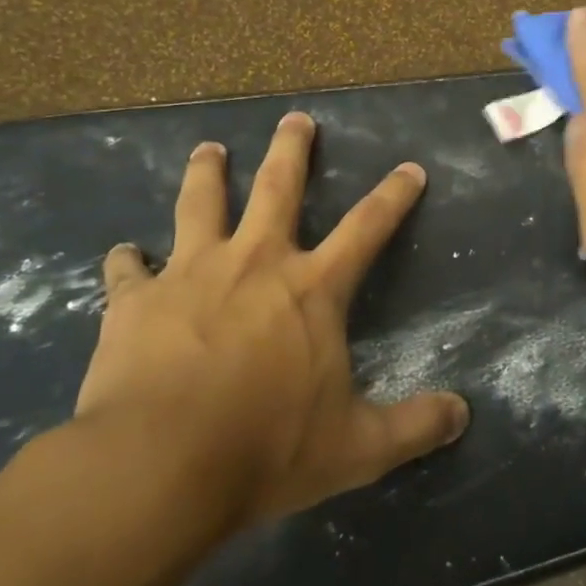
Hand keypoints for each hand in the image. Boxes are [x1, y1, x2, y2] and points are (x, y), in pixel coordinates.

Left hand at [74, 112, 469, 525]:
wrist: (158, 466)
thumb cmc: (266, 449)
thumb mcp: (357, 448)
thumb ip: (414, 426)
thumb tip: (463, 415)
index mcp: (311, 289)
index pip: (367, 228)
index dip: (394, 196)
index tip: (409, 168)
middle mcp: (254, 263)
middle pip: (278, 187)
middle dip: (292, 149)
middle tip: (296, 118)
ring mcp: (189, 274)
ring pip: (200, 204)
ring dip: (207, 172)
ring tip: (209, 149)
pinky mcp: (134, 301)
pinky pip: (126, 269)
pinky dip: (126, 261)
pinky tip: (122, 256)